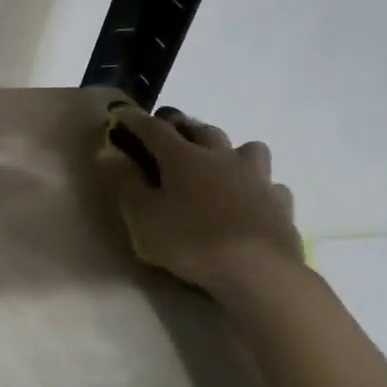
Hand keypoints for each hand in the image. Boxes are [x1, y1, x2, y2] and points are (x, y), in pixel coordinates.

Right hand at [96, 102, 302, 293]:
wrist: (258, 272)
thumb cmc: (190, 241)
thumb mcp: (142, 216)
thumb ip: (124, 181)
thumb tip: (107, 150)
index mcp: (183, 157)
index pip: (153, 129)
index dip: (134, 120)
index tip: (120, 114)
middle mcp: (221, 157)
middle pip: (200, 129)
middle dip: (181, 126)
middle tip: (167, 132)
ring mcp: (256, 177)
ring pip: (246, 148)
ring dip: (229, 150)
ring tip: (218, 163)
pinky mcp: (280, 202)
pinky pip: (269, 183)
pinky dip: (256, 185)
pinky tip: (249, 199)